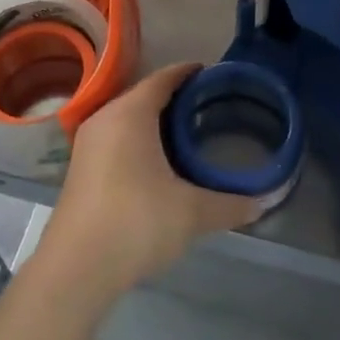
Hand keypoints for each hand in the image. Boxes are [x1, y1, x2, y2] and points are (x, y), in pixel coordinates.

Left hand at [40, 64, 260, 294]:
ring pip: (125, 118)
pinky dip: (136, 139)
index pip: (163, 79)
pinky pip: (114, 138)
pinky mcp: (79, 168)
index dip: (187, 73)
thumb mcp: (192, 213)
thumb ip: (230, 204)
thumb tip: (263, 203)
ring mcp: (88, 144)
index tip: (210, 74)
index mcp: (131, 113)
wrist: (76, 267)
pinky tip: (155, 162)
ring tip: (184, 132)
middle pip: (142, 95)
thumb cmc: (137, 223)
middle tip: (206, 106)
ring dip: (152, 120)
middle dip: (172, 97)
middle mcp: (105, 118)